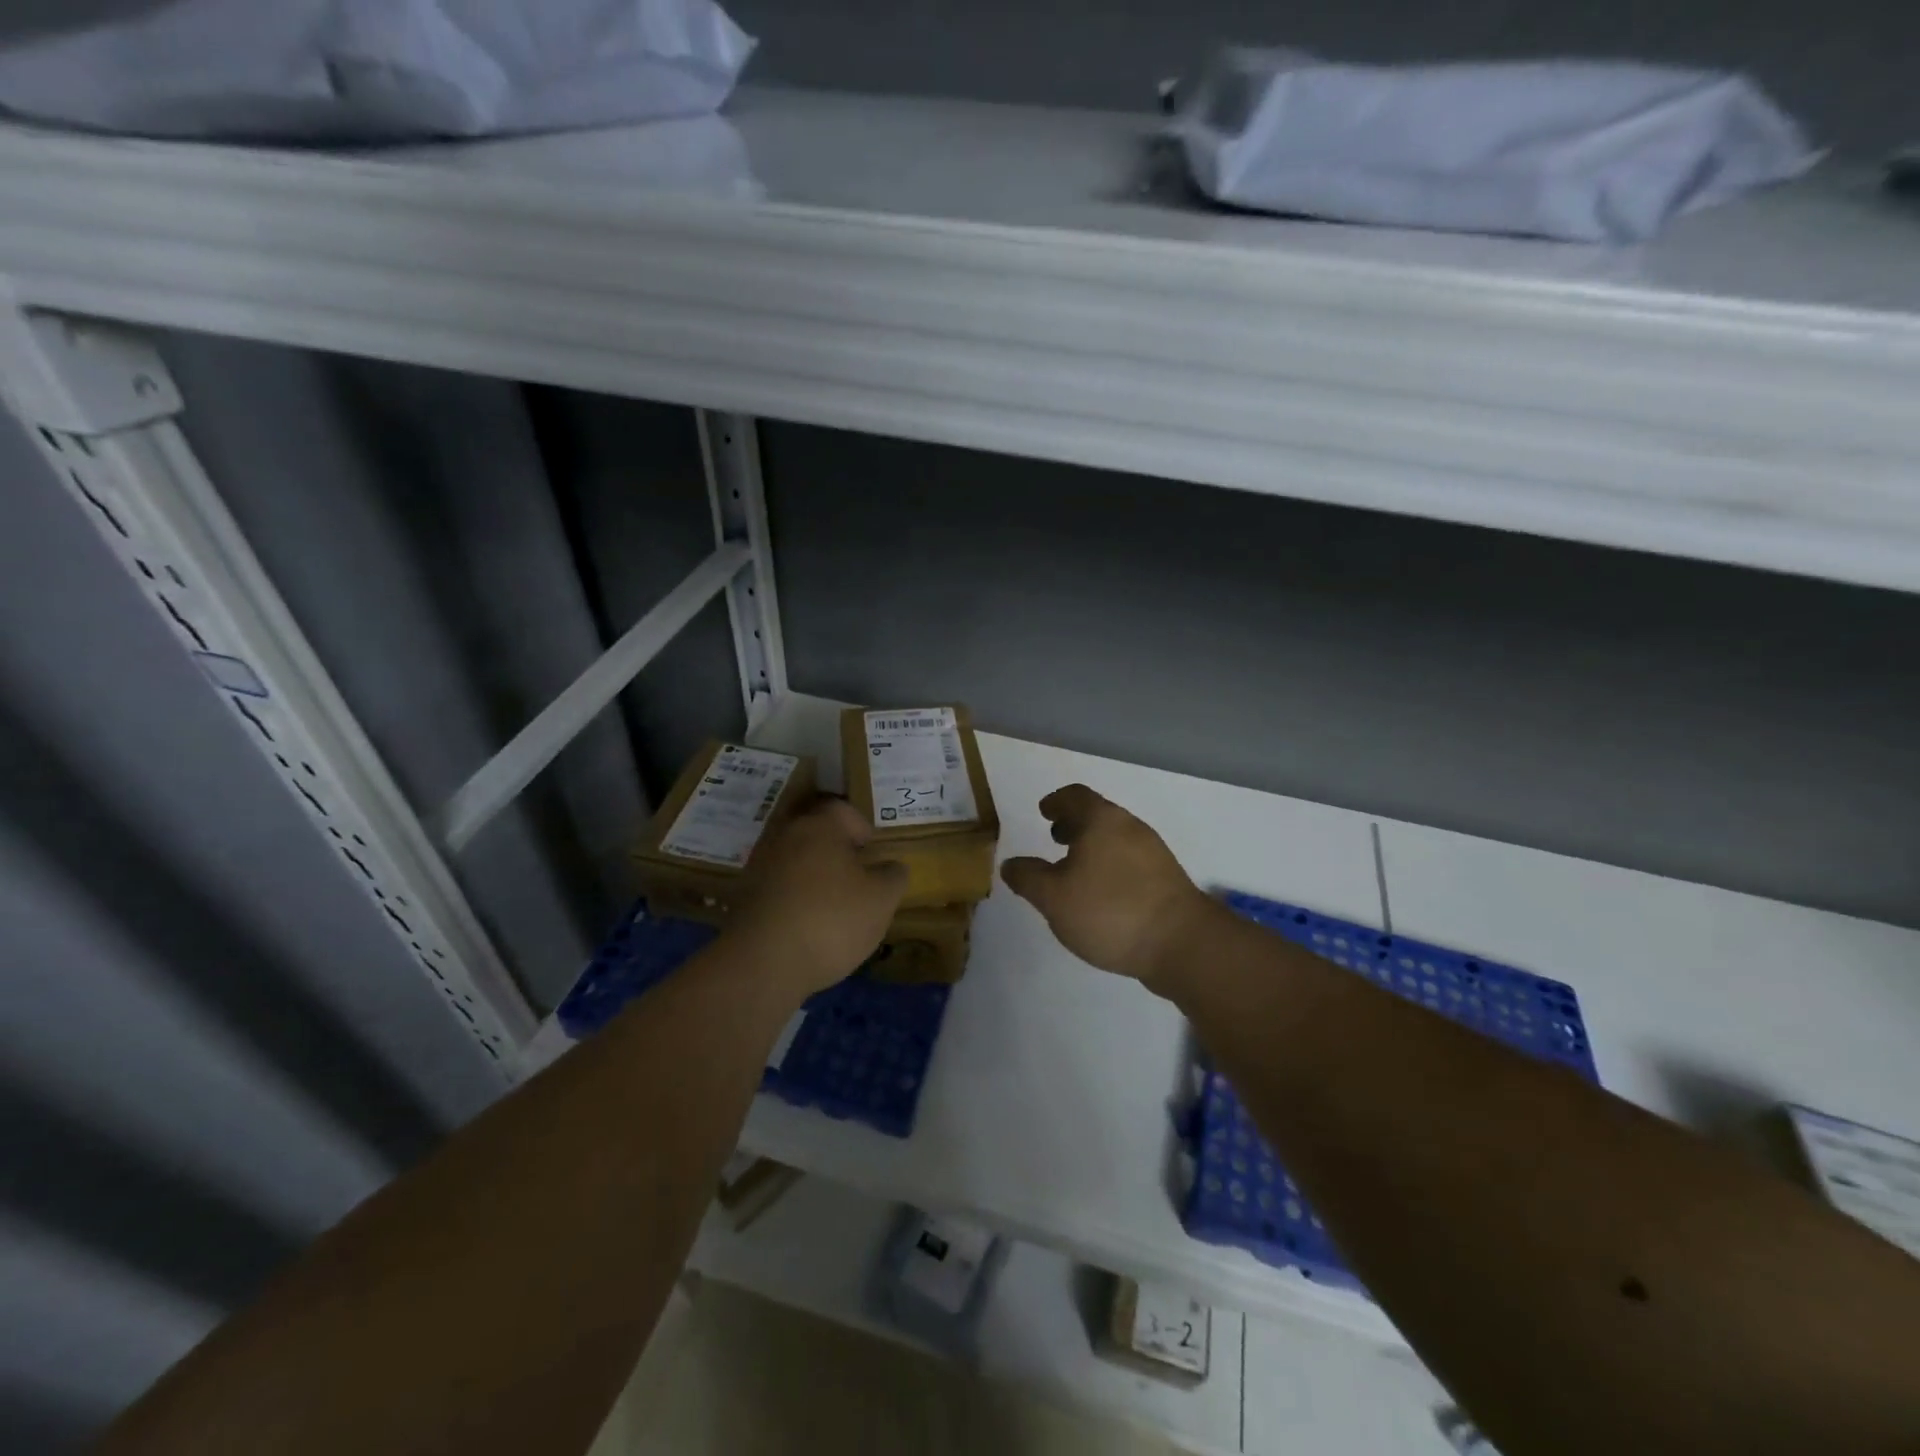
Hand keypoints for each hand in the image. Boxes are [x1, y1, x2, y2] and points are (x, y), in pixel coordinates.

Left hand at [729, 798, 908, 996]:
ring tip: (832, 905)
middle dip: (836, 851)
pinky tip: (805, 924)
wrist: (762, 963)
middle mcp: (785, 836)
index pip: (842, 810)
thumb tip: (890, 867)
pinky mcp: (743, 896)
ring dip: (812, 875)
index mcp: (820, 826)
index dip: (861, 828)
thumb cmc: (831, 920)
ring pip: (794, 859)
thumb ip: (892, 877)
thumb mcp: (881, 900)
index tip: (872, 853)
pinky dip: (792, 897)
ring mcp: (759, 865)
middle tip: (856, 878)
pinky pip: (777, 885)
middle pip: (815, 832)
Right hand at [1000, 784, 1218, 989]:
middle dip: (1074, 824)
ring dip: (1093, 846)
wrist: (1182, 943)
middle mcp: (1130, 827)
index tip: (1044, 811)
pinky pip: (1131, 860)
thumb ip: (1028, 878)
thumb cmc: (1109, 911)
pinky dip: (1111, 864)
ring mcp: (1154, 852)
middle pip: (1098, 814)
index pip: (1075, 796)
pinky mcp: (1167, 878)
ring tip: (1075, 870)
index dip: (1055, 801)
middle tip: (1055, 839)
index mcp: (1101, 821)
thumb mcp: (1053, 898)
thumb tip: (1010, 864)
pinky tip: (1103, 894)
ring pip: (1116, 837)